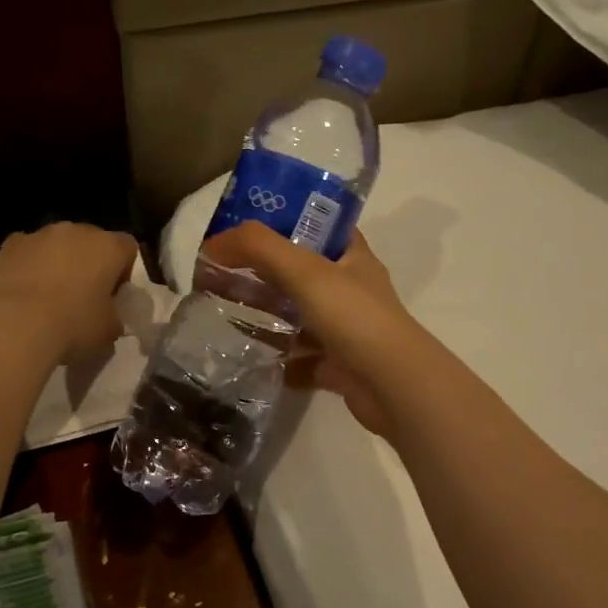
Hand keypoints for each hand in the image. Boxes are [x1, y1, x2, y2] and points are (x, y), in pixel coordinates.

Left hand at [0, 223, 137, 362]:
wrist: (14, 325)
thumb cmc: (73, 326)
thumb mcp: (108, 331)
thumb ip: (114, 317)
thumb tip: (109, 317)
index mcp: (108, 247)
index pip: (128, 248)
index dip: (124, 271)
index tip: (114, 295)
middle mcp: (76, 231)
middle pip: (91, 241)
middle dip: (89, 264)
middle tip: (83, 296)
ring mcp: (39, 234)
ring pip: (56, 245)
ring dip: (58, 263)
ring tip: (48, 297)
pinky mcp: (8, 245)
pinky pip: (27, 252)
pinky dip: (28, 266)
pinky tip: (23, 293)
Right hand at [201, 223, 427, 437]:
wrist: (394, 386)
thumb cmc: (354, 317)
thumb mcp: (305, 271)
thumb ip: (259, 249)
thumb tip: (212, 243)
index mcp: (352, 257)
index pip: (318, 226)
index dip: (283, 221)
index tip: (243, 229)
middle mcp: (351, 289)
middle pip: (300, 273)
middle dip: (262, 274)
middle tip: (218, 275)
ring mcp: (346, 329)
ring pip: (299, 317)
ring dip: (267, 317)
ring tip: (223, 315)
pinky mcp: (339, 366)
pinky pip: (302, 359)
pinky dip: (278, 360)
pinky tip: (248, 359)